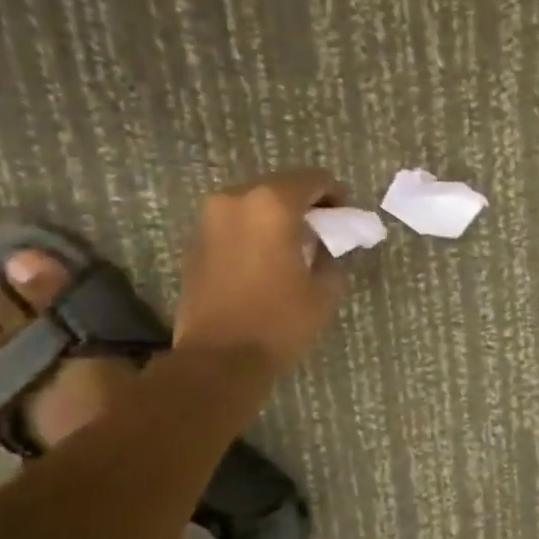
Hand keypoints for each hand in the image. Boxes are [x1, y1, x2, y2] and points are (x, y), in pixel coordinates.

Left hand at [173, 168, 347, 370]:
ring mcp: (209, 219)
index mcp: (272, 204)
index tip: (344, 218)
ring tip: (291, 247)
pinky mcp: (194, 242)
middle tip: (321, 232)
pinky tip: (264, 260)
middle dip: (304, 204)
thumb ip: (330, 256)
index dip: (335, 195)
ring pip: (253, 204)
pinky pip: (233, 223)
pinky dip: (252, 232)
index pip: (313, 179)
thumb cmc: (279, 322)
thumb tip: (324, 247)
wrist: (218, 359)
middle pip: (280, 186)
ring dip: (275, 218)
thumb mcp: (324, 290)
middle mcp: (235, 200)